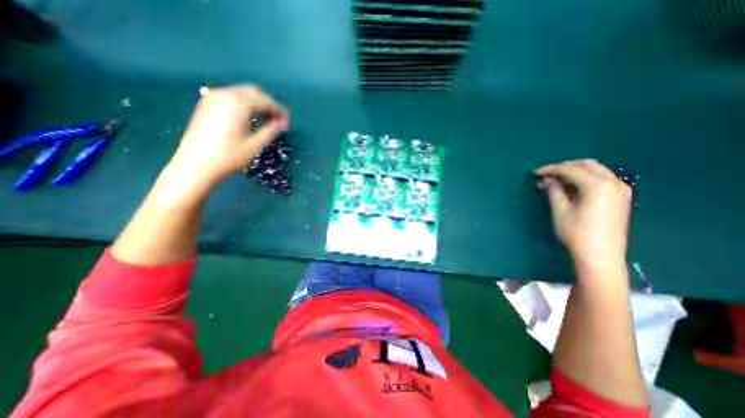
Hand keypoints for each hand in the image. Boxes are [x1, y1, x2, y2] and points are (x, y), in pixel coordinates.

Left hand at [168, 86, 287, 186]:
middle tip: (279, 121)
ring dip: (258, 104)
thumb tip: (283, 122)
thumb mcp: (256, 144)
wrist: (196, 164)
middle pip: (254, 92)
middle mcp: (225, 94)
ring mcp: (213, 97)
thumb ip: (271, 130)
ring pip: (242, 93)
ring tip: (267, 121)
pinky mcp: (207, 104)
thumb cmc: (229, 156)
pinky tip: (250, 118)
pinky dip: (245, 105)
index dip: (279, 110)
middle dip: (269, 105)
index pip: (265, 100)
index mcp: (238, 103)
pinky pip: (232, 98)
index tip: (287, 123)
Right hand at [533, 159, 629, 268]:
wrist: (601, 255)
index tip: (536, 173)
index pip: (571, 170)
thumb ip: (554, 191)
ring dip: (574, 173)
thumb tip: (547, 180)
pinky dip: (584, 180)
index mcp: (598, 186)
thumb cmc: (577, 233)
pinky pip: (600, 180)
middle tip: (546, 174)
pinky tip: (570, 188)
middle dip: (564, 167)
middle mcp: (613, 183)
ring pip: (595, 171)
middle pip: (586, 165)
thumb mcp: (561, 211)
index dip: (551, 169)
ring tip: (555, 182)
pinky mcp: (620, 198)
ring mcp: (620, 190)